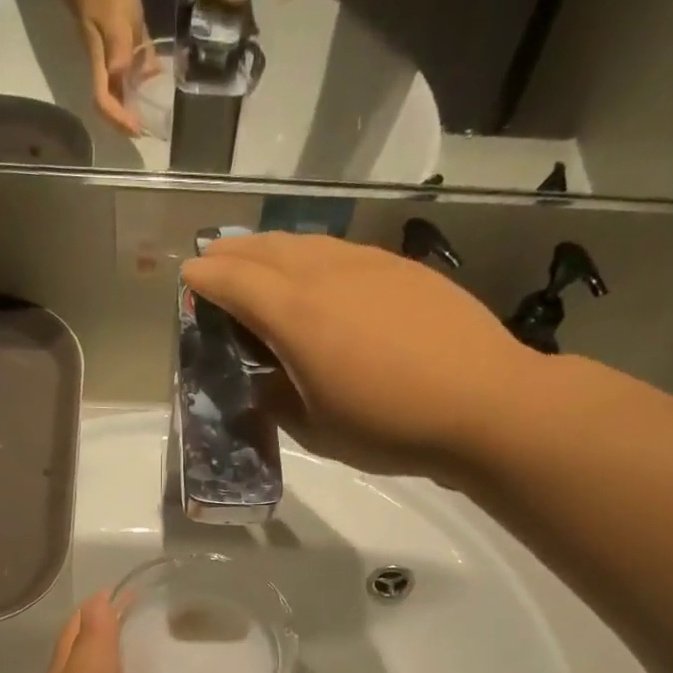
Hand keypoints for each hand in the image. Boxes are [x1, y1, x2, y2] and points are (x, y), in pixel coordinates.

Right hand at [77, 0, 159, 134]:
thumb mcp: (113, 17)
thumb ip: (117, 45)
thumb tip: (119, 72)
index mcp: (102, 69)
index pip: (105, 102)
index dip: (119, 120)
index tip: (137, 128)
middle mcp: (108, 74)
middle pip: (113, 108)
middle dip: (128, 124)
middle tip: (147, 131)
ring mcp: (117, 68)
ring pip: (125, 98)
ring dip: (137, 112)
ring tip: (155, 121)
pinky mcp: (127, 59)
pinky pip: (136, 82)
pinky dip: (147, 91)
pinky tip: (159, 94)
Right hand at [182, 232, 550, 478]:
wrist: (482, 404)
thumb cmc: (388, 427)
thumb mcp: (317, 430)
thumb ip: (279, 399)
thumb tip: (264, 380)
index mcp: (296, 316)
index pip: (236, 282)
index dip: (207, 279)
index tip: (189, 280)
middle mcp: (327, 274)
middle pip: (267, 250)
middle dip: (233, 253)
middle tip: (214, 261)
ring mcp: (370, 264)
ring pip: (307, 243)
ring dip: (274, 249)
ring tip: (260, 262)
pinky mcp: (403, 269)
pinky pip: (343, 250)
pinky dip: (314, 256)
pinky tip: (320, 274)